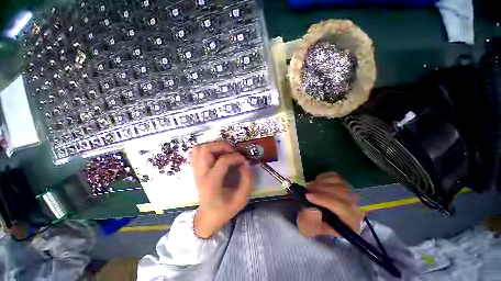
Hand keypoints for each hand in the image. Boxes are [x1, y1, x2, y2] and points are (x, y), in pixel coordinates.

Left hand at [191, 141, 252, 237]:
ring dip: (213, 145)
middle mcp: (201, 174)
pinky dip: (206, 149)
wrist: (208, 216)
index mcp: (212, 183)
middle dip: (222, 145)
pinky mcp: (195, 170)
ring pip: (199, 148)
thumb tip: (245, 163)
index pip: (223, 161)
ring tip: (224, 151)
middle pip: (206, 149)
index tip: (244, 160)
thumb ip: (247, 179)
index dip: (236, 157)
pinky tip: (216, 154)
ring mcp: (196, 171)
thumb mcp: (241, 198)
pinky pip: (196, 153)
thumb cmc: (225, 209)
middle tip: (232, 150)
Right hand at [297, 172, 364, 237]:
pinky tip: (317, 182)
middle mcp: (355, 207)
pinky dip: (323, 177)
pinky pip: (335, 176)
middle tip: (307, 190)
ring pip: (338, 183)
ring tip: (310, 187)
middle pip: (341, 193)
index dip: (324, 200)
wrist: (320, 216)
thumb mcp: (310, 228)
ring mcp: (350, 193)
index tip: (307, 196)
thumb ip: (311, 221)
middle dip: (321, 189)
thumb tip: (313, 210)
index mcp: (350, 222)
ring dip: (320, 183)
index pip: (341, 207)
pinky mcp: (344, 183)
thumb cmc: (316, 223)